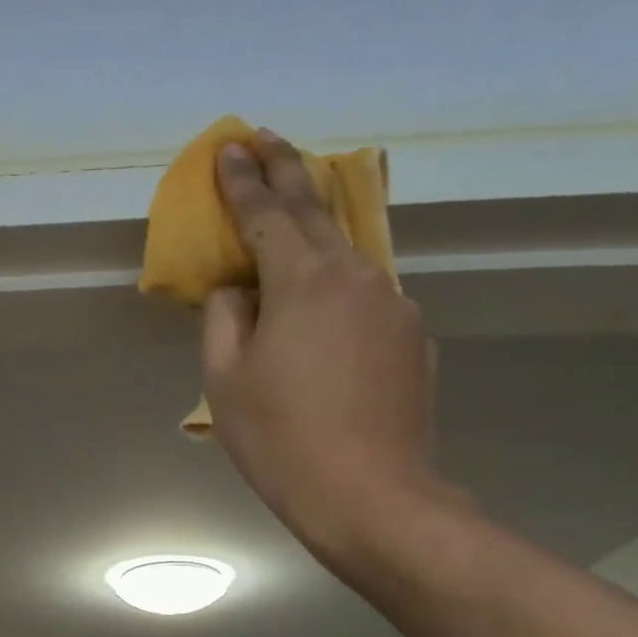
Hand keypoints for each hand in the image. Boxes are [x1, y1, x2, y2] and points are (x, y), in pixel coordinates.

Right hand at [201, 130, 444, 567]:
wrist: (374, 498)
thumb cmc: (282, 439)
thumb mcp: (226, 379)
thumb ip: (225, 317)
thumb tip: (239, 291)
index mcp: (304, 281)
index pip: (267, 214)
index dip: (243, 180)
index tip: (228, 147)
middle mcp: (356, 277)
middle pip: (316, 210)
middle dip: (287, 169)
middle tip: (265, 137)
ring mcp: (393, 305)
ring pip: (347, 250)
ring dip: (315, 224)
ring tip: (291, 213)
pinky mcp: (412, 337)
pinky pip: (365, 292)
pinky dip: (338, 279)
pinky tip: (322, 302)